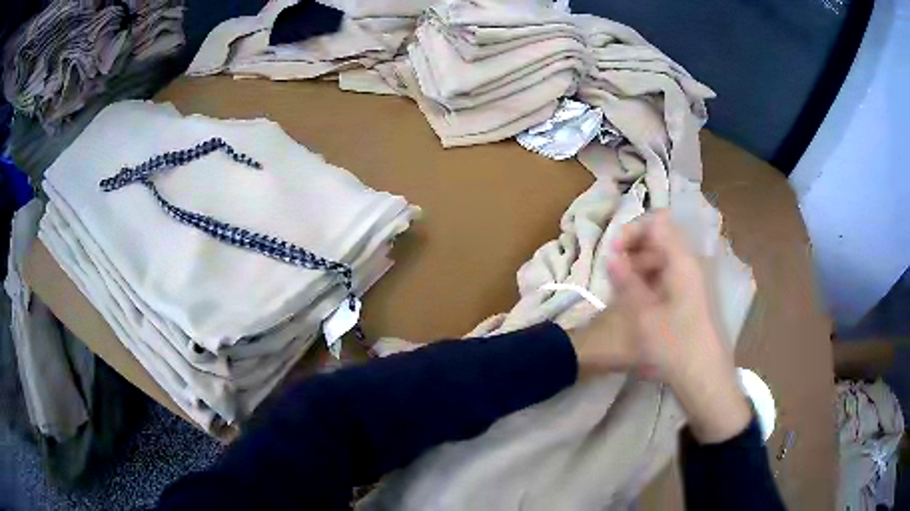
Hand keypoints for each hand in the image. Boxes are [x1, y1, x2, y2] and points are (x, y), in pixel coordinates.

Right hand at [604, 210, 750, 442]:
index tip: (613, 254)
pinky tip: (639, 302)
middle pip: (660, 239)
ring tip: (622, 291)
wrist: (705, 378)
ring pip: (663, 258)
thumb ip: (627, 281)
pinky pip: (669, 275)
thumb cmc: (675, 346)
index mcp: (683, 260)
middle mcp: (691, 263)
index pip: (657, 222)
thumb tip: (611, 258)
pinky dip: (651, 281)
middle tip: (613, 275)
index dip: (632, 231)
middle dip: (633, 250)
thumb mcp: (644, 315)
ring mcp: (694, 279)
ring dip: (640, 267)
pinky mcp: (694, 295)